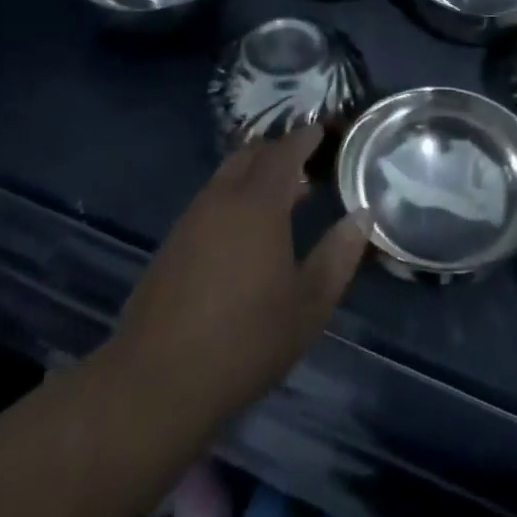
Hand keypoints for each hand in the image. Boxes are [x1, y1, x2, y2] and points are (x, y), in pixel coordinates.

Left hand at [108, 126, 368, 431]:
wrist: (154, 384)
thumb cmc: (244, 342)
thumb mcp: (308, 306)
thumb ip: (338, 255)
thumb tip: (362, 216)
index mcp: (258, 203)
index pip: (285, 151)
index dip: (305, 137)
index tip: (322, 132)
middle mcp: (222, 198)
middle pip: (251, 154)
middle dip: (278, 151)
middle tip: (304, 164)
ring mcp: (191, 219)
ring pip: (226, 176)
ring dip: (254, 175)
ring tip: (280, 197)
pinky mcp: (171, 244)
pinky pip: (209, 200)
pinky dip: (232, 197)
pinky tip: (243, 232)